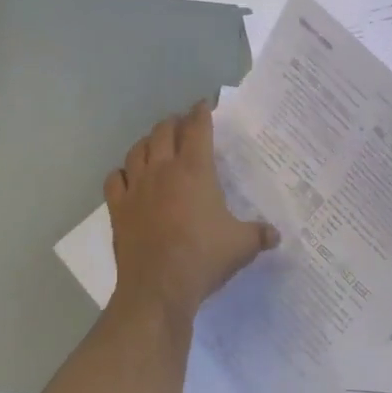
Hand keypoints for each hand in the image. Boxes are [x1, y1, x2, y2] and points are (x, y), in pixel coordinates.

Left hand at [104, 103, 278, 323]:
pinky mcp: (118, 207)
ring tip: (156, 145)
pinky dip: (121, 173)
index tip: (204, 105)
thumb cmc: (203, 258)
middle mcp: (163, 169)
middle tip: (183, 125)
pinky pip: (114, 178)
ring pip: (137, 149)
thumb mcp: (242, 245)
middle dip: (174, 122)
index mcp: (194, 170)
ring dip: (148, 142)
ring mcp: (136, 186)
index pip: (197, 128)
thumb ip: (259, 235)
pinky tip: (127, 178)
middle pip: (164, 131)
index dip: (201, 112)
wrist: (158, 287)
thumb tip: (277, 235)